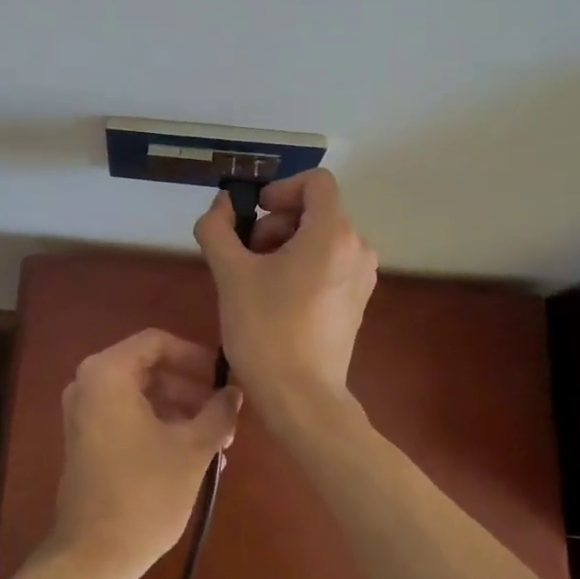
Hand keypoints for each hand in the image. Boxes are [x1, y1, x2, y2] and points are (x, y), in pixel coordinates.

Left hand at [45, 329, 240, 578]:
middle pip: (149, 368)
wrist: (94, 554)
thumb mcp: (192, 449)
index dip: (194, 356)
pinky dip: (159, 425)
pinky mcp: (86, 439)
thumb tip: (234, 393)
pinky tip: (193, 453)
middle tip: (225, 414)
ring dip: (180, 410)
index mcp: (107, 373)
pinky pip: (127, 416)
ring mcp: (83, 412)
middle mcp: (88, 383)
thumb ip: (217, 412)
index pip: (157, 342)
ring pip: (141, 395)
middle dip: (190, 389)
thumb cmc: (146, 492)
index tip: (222, 379)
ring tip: (217, 440)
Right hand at [193, 168, 377, 402]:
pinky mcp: (356, 300)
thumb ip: (217, 229)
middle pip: (314, 210)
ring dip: (285, 245)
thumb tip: (220, 204)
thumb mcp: (230, 274)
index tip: (254, 215)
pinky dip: (301, 266)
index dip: (280, 189)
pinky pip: (329, 263)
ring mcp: (361, 276)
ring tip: (257, 280)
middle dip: (275, 223)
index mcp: (332, 233)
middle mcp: (357, 247)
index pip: (316, 181)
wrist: (301, 397)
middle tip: (246, 256)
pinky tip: (276, 299)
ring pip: (320, 238)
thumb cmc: (265, 330)